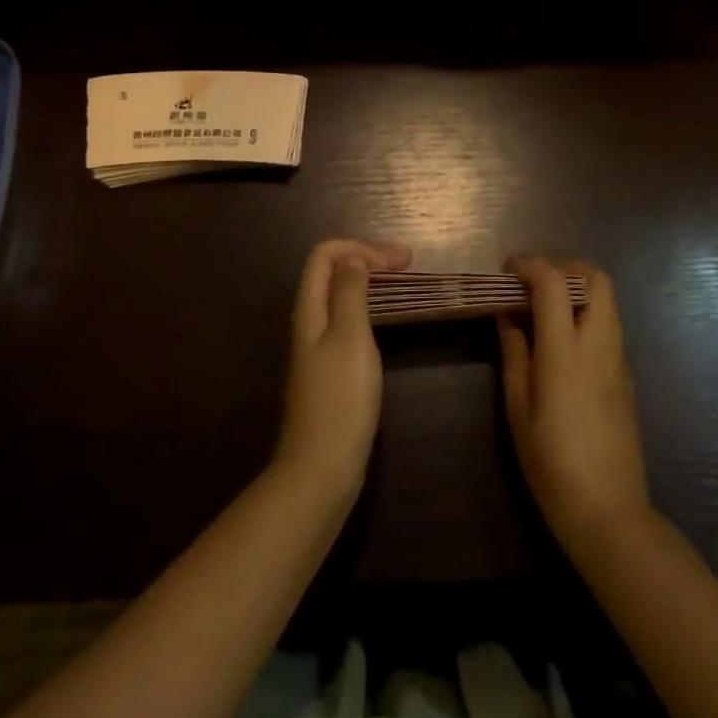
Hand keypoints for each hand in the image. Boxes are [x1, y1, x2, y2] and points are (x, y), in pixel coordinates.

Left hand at [275, 238, 410, 503]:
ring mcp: (317, 349)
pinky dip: (368, 309)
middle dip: (368, 259)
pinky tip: (387, 323)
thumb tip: (353, 258)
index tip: (399, 262)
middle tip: (409, 265)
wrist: (320, 469)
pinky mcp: (329, 371)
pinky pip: (346, 322)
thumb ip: (350, 293)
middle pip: (331, 273)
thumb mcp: (350, 337)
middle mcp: (309, 323)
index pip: (324, 255)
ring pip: (340, 298)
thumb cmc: (340, 399)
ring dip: (369, 283)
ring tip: (403, 286)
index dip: (360, 248)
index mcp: (310, 310)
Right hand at [497, 256, 652, 553]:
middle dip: (563, 266)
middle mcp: (598, 344)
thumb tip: (507, 315)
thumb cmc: (551, 465)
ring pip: (607, 299)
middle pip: (595, 277)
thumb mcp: (518, 410)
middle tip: (532, 282)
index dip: (530, 264)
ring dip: (577, 288)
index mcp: (566, 352)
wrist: (609, 513)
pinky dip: (586, 312)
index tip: (506, 270)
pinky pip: (609, 324)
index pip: (555, 282)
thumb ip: (514, 354)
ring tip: (543, 308)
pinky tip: (562, 339)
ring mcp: (618, 358)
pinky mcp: (627, 375)